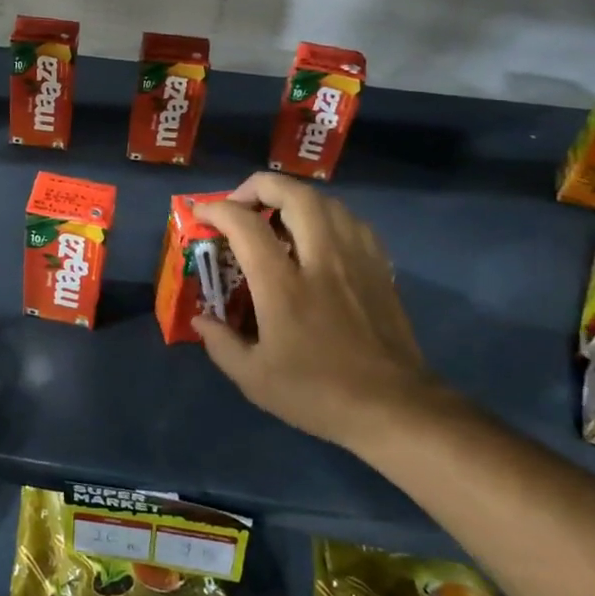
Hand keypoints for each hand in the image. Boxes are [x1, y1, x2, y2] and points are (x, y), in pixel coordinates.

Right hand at [190, 174, 452, 457]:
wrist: (393, 409)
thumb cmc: (318, 393)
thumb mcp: (254, 379)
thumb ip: (221, 344)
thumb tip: (201, 319)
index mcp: (283, 285)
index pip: (245, 224)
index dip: (217, 209)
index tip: (202, 214)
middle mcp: (320, 260)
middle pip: (294, 195)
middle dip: (260, 186)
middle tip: (241, 202)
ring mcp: (355, 260)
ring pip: (327, 202)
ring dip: (296, 197)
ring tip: (278, 214)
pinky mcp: (380, 269)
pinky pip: (352, 222)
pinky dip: (328, 215)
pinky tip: (319, 234)